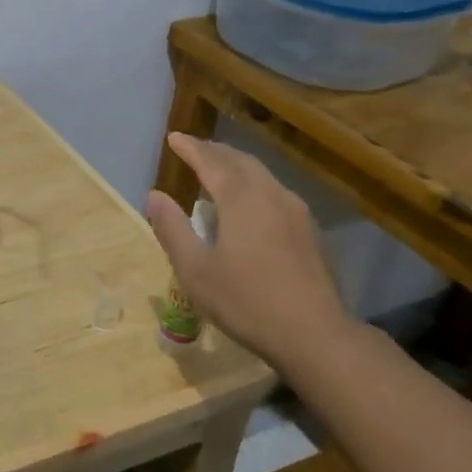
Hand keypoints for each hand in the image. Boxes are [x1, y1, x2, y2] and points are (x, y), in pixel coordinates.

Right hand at [145, 133, 353, 365]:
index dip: (190, 148)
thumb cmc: (247, 301)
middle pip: (239, 160)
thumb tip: (155, 196)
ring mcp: (295, 211)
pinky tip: (250, 203)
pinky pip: (275, 191)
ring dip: (236, 166)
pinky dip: (253, 184)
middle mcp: (270, 194)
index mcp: (241, 198)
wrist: (315, 334)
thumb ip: (172, 229)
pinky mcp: (310, 230)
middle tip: (193, 150)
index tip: (174, 138)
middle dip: (214, 151)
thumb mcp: (195, 270)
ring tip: (218, 171)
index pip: (210, 160)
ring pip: (261, 174)